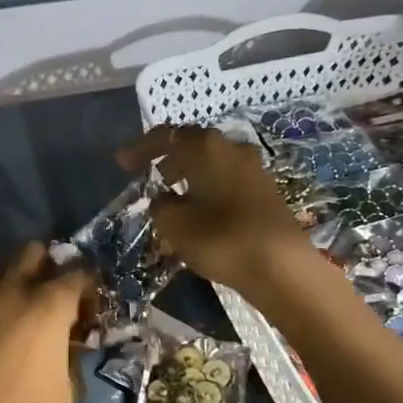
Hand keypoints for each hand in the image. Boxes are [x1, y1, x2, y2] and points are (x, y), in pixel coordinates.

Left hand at [0, 243, 92, 402]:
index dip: (88, 283)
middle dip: (45, 264)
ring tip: (17, 308)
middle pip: (29, 252)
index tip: (90, 302)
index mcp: (48, 305)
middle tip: (52, 291)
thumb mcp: (70, 387)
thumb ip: (70, 352)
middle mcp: (10, 293)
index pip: (77, 273)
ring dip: (9, 282)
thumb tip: (68, 340)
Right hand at [117, 125, 310, 297]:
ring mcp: (254, 168)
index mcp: (206, 147)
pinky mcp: (266, 191)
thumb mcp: (174, 224)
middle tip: (149, 175)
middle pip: (193, 145)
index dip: (141, 148)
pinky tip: (200, 209)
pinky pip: (227, 179)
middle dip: (168, 158)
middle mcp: (232, 148)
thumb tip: (164, 199)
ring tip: (172, 195)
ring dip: (190, 173)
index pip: (166, 136)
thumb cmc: (220, 238)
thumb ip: (160, 205)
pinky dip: (208, 187)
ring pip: (212, 162)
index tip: (122, 163)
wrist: (281, 266)